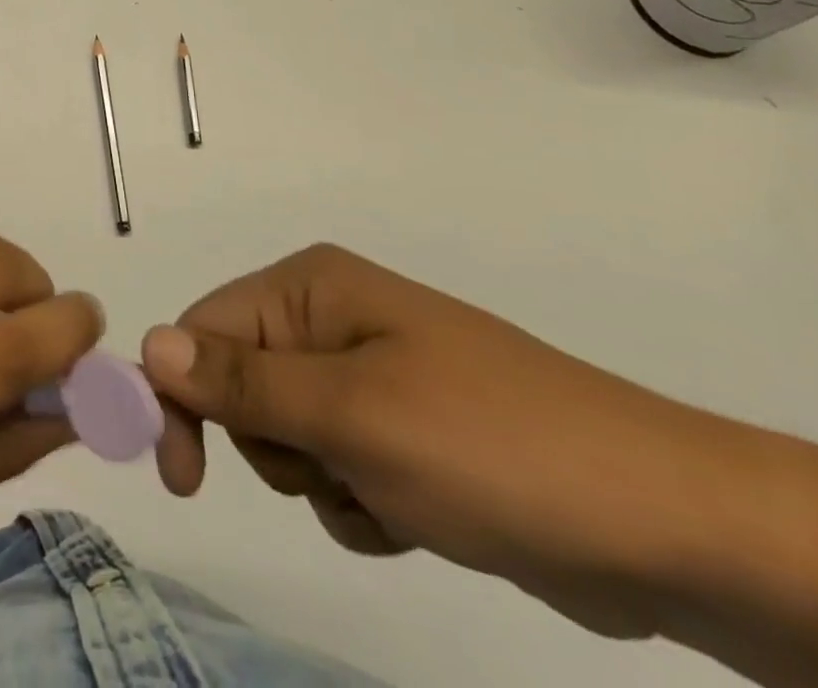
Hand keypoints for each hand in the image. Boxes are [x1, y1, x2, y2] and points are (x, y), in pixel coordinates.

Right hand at [140, 244, 737, 638]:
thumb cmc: (494, 450)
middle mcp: (330, 318)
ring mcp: (369, 374)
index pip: (203, 330)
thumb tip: (146, 345)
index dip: (181, 398)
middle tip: (329, 470)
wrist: (672, 529)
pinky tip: (417, 516)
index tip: (182, 479)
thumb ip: (241, 382)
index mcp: (311, 288)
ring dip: (320, 480)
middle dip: (271, 443)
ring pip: (285, 435)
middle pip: (239, 383)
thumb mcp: (353, 416)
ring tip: (389, 493)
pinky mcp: (402, 431)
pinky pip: (335, 468)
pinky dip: (359, 502)